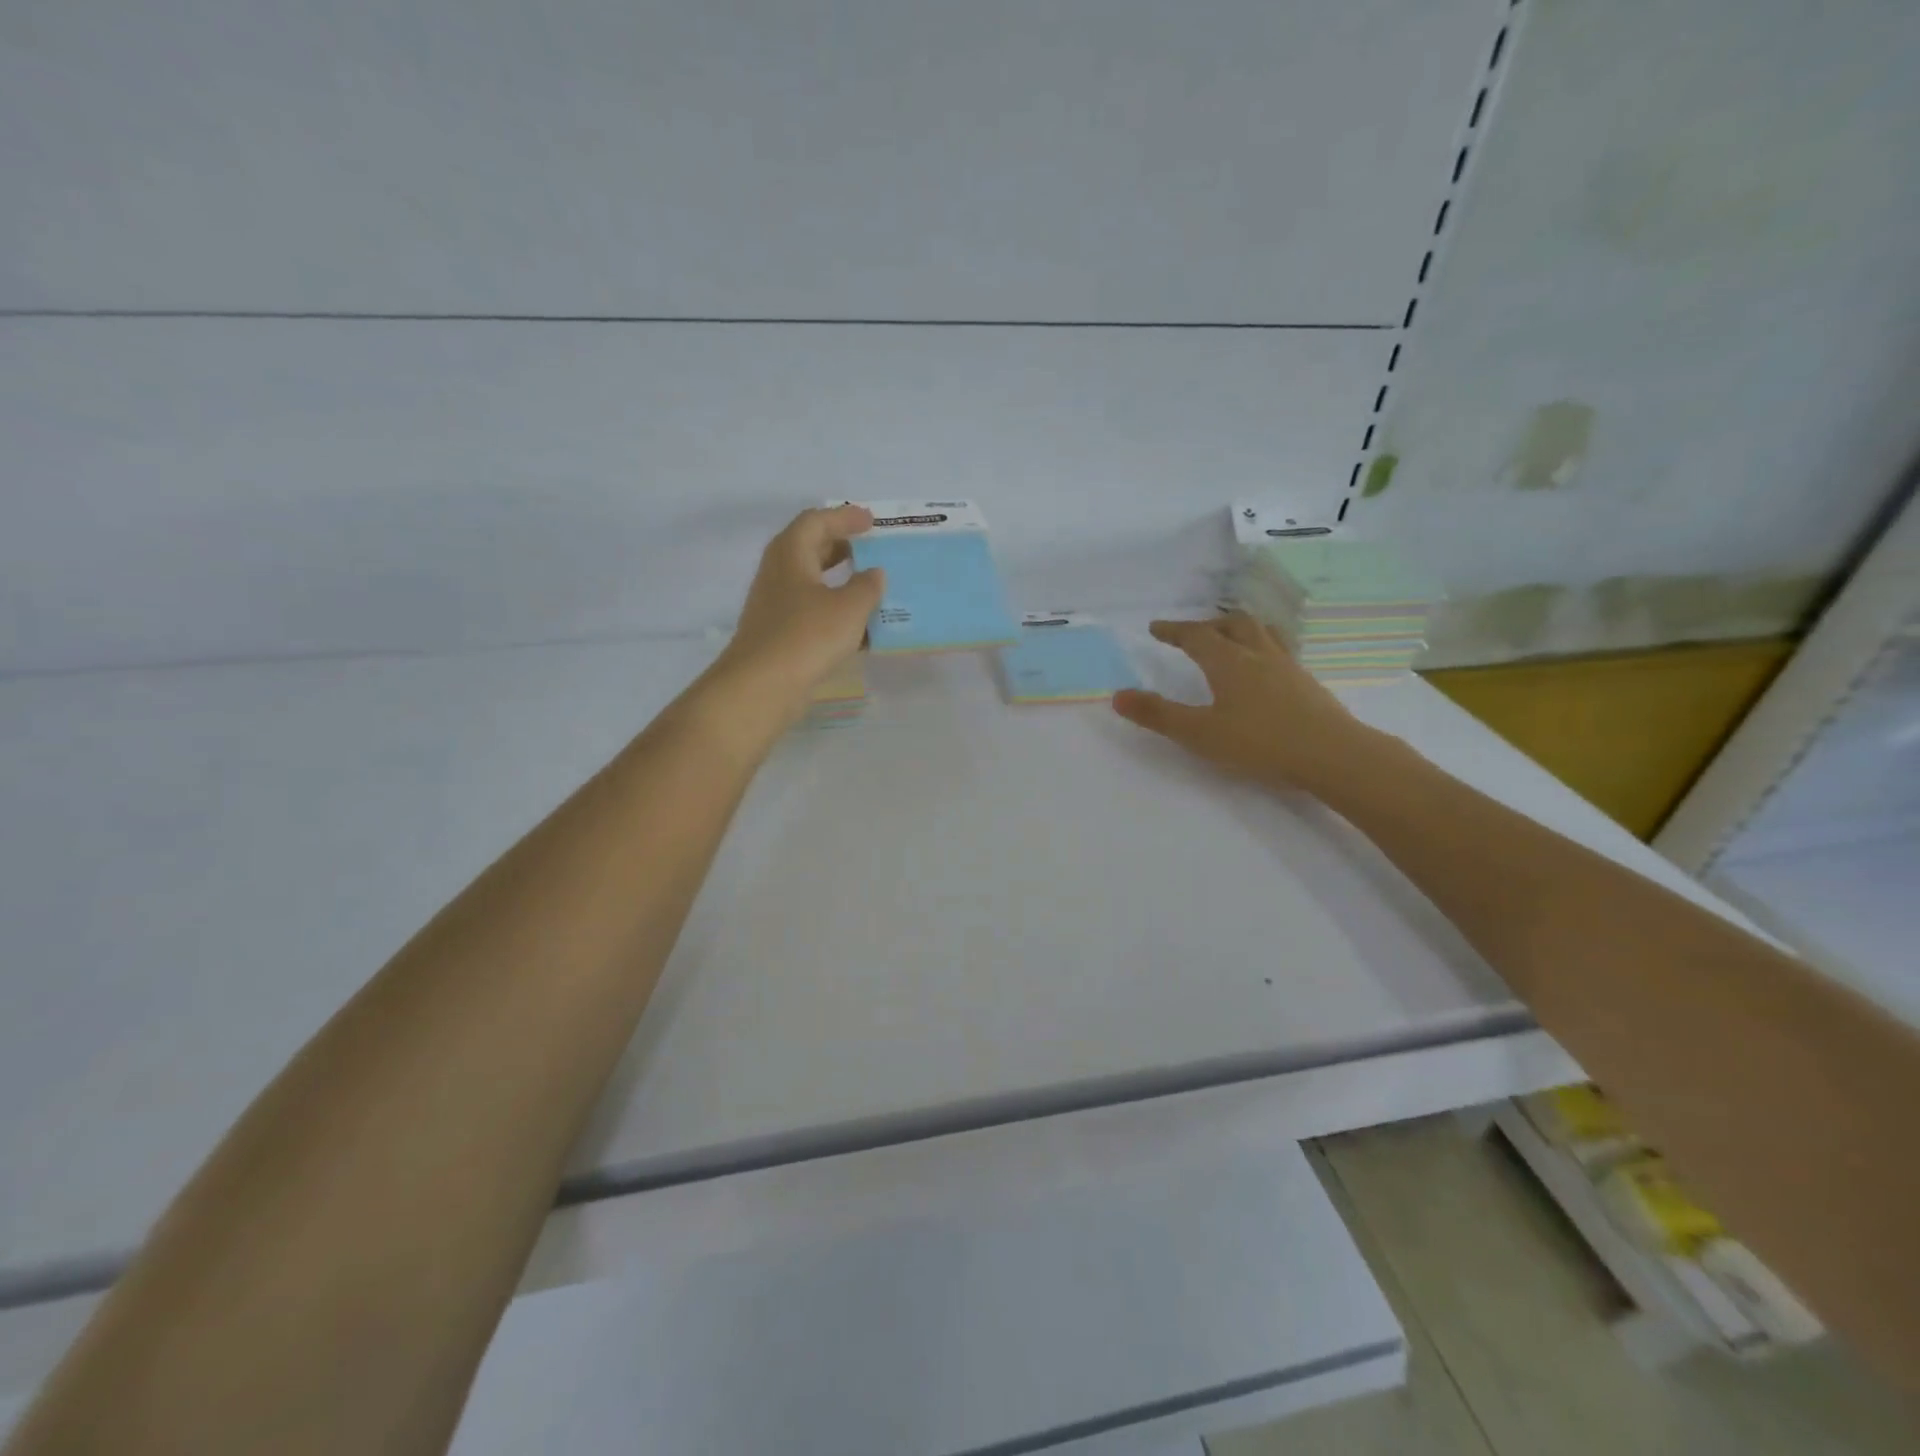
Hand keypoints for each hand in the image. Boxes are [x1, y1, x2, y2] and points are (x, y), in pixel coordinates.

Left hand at [708, 504, 884, 721]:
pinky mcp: (780, 634)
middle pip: (810, 548)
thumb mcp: (849, 607)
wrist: (762, 686)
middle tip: (870, 548)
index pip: (817, 521)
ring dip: (840, 580)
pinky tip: (859, 626)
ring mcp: (776, 605)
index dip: (844, 517)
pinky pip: (812, 611)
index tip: (871, 520)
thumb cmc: (807, 636)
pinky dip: (835, 611)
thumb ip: (867, 586)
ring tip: (870, 586)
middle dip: (841, 546)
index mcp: (791, 553)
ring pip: (811, 582)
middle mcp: (779, 573)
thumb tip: (874, 574)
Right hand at [1111, 614, 1361, 790]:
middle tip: (1192, 634)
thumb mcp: (1199, 733)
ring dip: (1239, 630)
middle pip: (1233, 624)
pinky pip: (1279, 652)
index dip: (1174, 630)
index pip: (1196, 636)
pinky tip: (1264, 672)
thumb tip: (1118, 695)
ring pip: (1261, 633)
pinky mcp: (1307, 684)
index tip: (1156, 628)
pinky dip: (1261, 650)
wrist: (1333, 755)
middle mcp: (1259, 655)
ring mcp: (1288, 667)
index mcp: (1229, 662)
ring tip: (1229, 641)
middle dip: (1208, 624)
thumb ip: (1158, 715)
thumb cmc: (1260, 743)